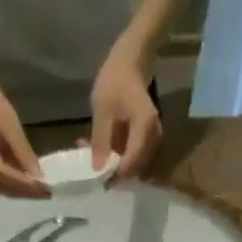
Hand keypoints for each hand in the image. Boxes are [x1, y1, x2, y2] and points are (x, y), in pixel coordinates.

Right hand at [0, 63, 47, 198]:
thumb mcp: (9, 122)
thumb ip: (22, 152)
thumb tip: (38, 177)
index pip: (4, 176)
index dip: (26, 186)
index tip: (46, 190)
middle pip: (2, 187)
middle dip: (26, 192)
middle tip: (48, 193)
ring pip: (0, 187)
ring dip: (21, 191)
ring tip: (41, 190)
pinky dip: (13, 184)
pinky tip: (28, 182)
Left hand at [90, 49, 161, 180]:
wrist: (131, 59)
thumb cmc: (116, 79)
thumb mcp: (103, 110)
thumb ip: (100, 141)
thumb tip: (98, 169)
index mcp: (145, 130)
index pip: (131, 163)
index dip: (116, 176)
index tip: (99, 182)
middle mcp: (153, 137)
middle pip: (134, 165)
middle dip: (112, 170)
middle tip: (91, 171)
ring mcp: (150, 136)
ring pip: (131, 159)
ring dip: (111, 160)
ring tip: (89, 155)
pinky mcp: (144, 135)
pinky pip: (130, 150)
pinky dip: (114, 151)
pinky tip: (97, 146)